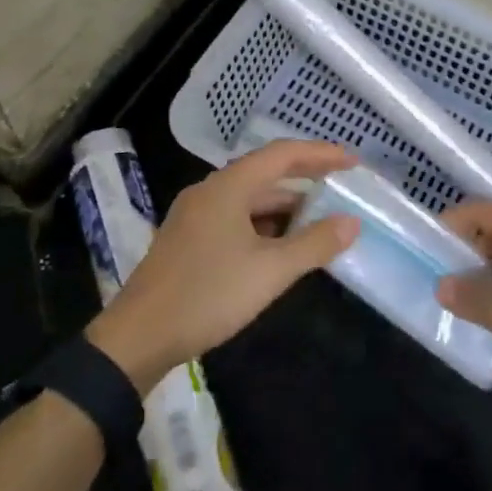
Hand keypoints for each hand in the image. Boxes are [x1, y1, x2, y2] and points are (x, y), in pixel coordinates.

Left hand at [86, 140, 360, 391]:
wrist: (138, 336)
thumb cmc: (208, 295)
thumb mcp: (270, 271)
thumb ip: (314, 244)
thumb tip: (351, 222)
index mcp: (228, 187)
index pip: (282, 155)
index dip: (320, 154)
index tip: (352, 161)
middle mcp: (210, 191)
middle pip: (264, 173)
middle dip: (304, 179)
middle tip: (340, 188)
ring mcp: (195, 214)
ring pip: (249, 198)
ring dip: (284, 206)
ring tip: (318, 219)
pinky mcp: (189, 239)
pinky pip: (235, 217)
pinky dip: (263, 224)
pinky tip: (280, 245)